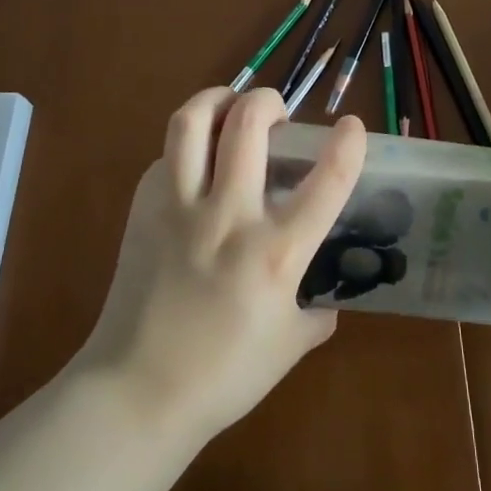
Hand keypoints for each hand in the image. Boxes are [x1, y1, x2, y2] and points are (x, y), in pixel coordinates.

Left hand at [76, 86, 365, 442]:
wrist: (137, 391)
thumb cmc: (223, 376)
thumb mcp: (289, 347)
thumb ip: (317, 316)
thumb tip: (328, 301)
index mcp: (276, 252)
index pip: (326, 181)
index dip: (348, 144)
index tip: (352, 126)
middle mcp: (229, 216)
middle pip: (248, 123)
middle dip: (268, 100)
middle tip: (275, 112)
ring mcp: (179, 208)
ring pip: (192, 122)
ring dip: (216, 99)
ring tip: (229, 106)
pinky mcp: (143, 211)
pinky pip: (165, 157)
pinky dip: (185, 147)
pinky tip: (193, 162)